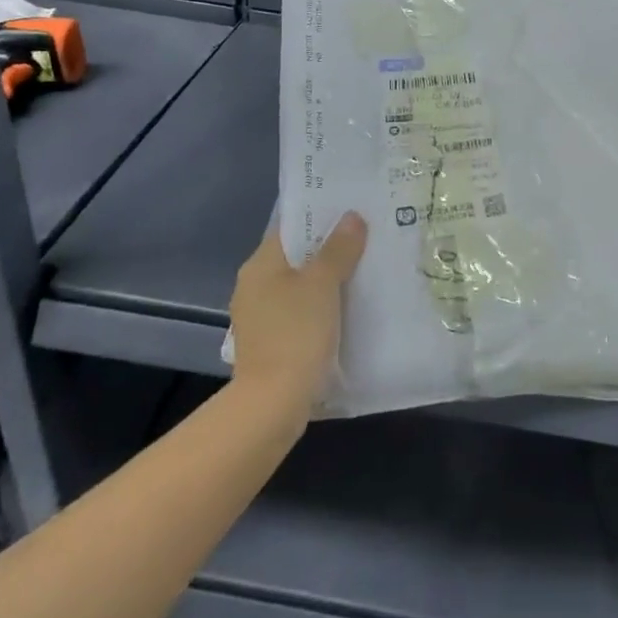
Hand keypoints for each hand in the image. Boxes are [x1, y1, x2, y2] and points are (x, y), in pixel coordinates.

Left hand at [227, 213, 366, 407]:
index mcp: (260, 265)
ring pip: (297, 287)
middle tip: (364, 240)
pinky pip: (298, 314)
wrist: (272, 405)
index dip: (318, 217)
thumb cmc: (295, 333)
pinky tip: (345, 312)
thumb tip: (351, 217)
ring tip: (362, 273)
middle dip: (327, 250)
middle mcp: (253, 286)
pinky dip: (319, 309)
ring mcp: (259, 318)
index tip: (349, 212)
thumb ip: (337, 249)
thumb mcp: (322, 284)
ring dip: (324, 281)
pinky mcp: (269, 345)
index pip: (289, 228)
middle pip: (295, 257)